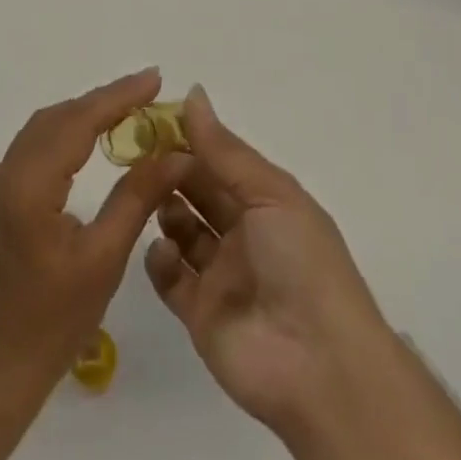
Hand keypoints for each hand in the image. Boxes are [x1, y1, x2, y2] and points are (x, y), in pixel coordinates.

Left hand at [0, 68, 188, 405]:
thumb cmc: (50, 325)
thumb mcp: (103, 260)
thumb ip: (137, 197)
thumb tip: (175, 154)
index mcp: (27, 185)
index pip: (78, 121)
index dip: (118, 96)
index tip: (154, 77)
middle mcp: (5, 173)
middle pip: (59, 118)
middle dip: (104, 100)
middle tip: (149, 92)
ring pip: (45, 129)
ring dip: (85, 115)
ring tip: (129, 109)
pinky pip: (35, 148)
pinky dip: (67, 135)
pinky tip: (92, 139)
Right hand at [142, 86, 391, 433]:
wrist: (319, 365)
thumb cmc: (301, 262)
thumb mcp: (270, 193)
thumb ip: (224, 149)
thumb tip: (193, 93)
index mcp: (265, 201)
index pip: (221, 160)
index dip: (191, 139)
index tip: (155, 120)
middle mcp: (242, 233)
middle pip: (198, 191)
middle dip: (172, 170)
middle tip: (141, 155)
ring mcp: (220, 274)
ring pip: (181, 230)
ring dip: (164, 208)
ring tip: (150, 198)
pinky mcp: (199, 313)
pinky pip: (170, 278)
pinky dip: (159, 259)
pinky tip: (162, 249)